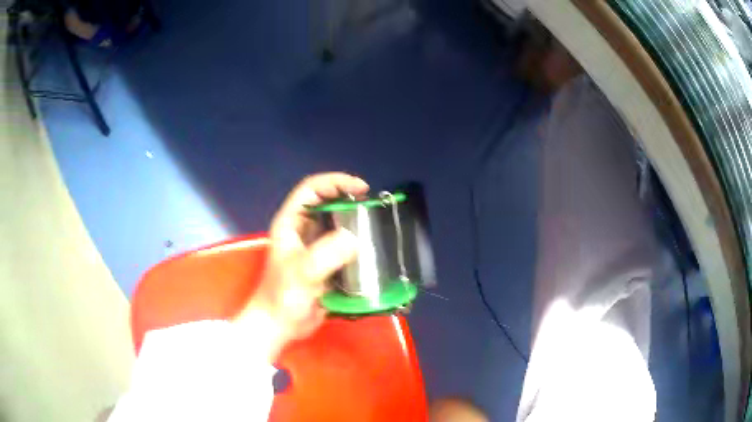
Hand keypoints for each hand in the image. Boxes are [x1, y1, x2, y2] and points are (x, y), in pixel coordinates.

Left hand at [236, 173, 368, 359]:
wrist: (281, 325)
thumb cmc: (283, 297)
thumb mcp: (302, 273)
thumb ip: (326, 254)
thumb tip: (355, 239)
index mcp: (290, 223)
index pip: (311, 189)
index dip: (335, 182)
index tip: (361, 188)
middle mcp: (302, 230)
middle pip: (326, 202)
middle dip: (348, 199)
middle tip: (372, 207)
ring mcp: (313, 246)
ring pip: (335, 223)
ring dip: (354, 221)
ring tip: (374, 224)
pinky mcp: (324, 262)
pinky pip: (342, 245)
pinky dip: (356, 243)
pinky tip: (370, 248)